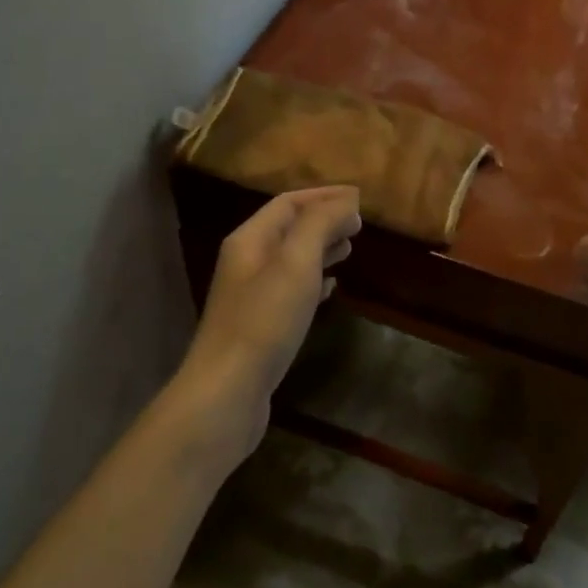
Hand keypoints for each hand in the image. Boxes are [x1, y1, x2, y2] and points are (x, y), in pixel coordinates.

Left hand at [176, 187, 361, 464]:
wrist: (228, 391)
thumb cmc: (264, 321)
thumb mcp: (296, 263)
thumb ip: (320, 225)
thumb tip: (346, 202)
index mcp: (250, 239)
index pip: (288, 203)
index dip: (323, 196)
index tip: (359, 197)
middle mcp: (247, 261)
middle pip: (288, 228)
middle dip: (324, 219)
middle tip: (360, 222)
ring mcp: (251, 295)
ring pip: (291, 259)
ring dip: (320, 248)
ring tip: (351, 247)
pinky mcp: (261, 324)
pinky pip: (291, 289)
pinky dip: (315, 280)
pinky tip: (333, 287)